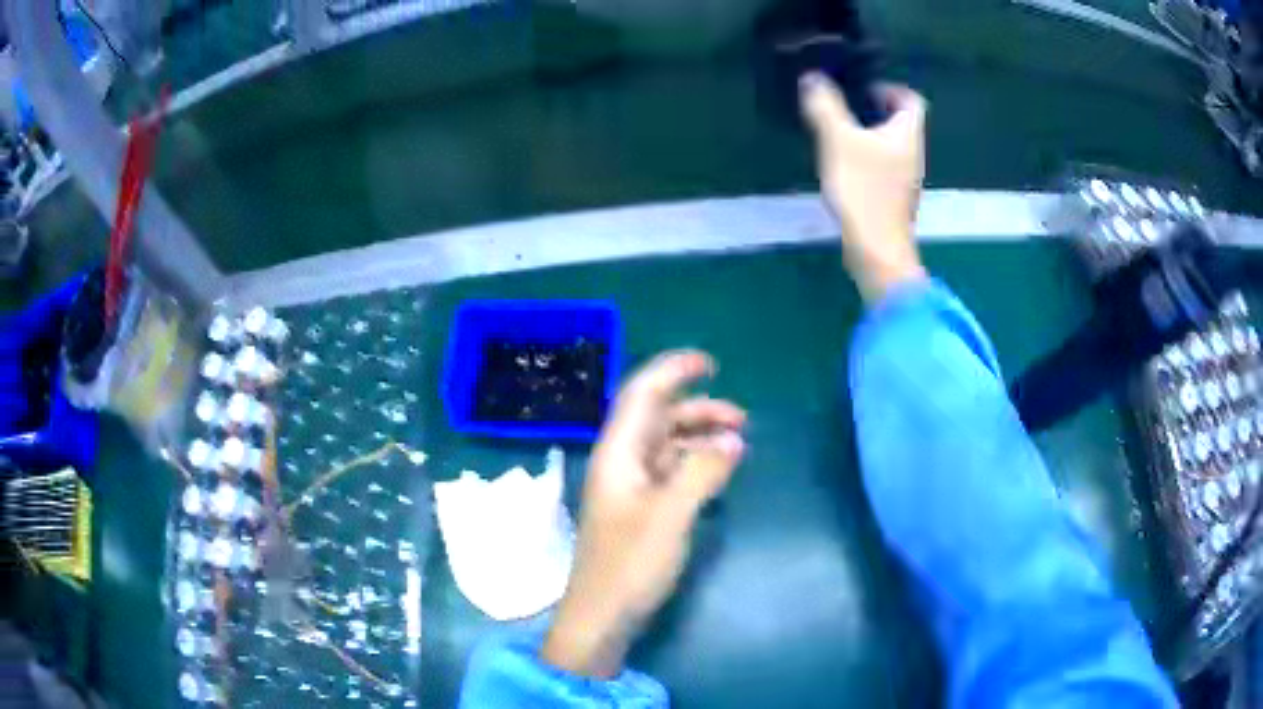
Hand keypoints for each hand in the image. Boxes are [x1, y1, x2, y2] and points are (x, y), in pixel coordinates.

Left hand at [541, 351, 746, 677]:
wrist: (602, 615)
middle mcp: (621, 462)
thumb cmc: (630, 564)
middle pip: (658, 418)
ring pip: (666, 445)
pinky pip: (670, 471)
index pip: (642, 394)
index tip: (711, 363)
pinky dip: (695, 464)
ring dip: (699, 437)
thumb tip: (732, 441)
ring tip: (738, 444)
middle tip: (742, 419)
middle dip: (698, 409)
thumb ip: (702, 473)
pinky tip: (718, 472)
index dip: (673, 370)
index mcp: (618, 453)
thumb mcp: (670, 516)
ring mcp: (629, 487)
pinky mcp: (639, 510)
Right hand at [800, 73, 928, 302]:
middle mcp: (913, 153)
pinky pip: (885, 165)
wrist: (877, 249)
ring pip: (893, 144)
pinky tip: (845, 164)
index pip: (911, 100)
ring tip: (840, 133)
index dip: (890, 88)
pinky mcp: (894, 198)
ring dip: (870, 134)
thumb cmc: (863, 189)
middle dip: (876, 110)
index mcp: (907, 134)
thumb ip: (825, 106)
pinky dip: (868, 157)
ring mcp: (906, 178)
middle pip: (902, 121)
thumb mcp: (838, 140)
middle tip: (846, 107)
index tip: (864, 89)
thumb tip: (812, 78)